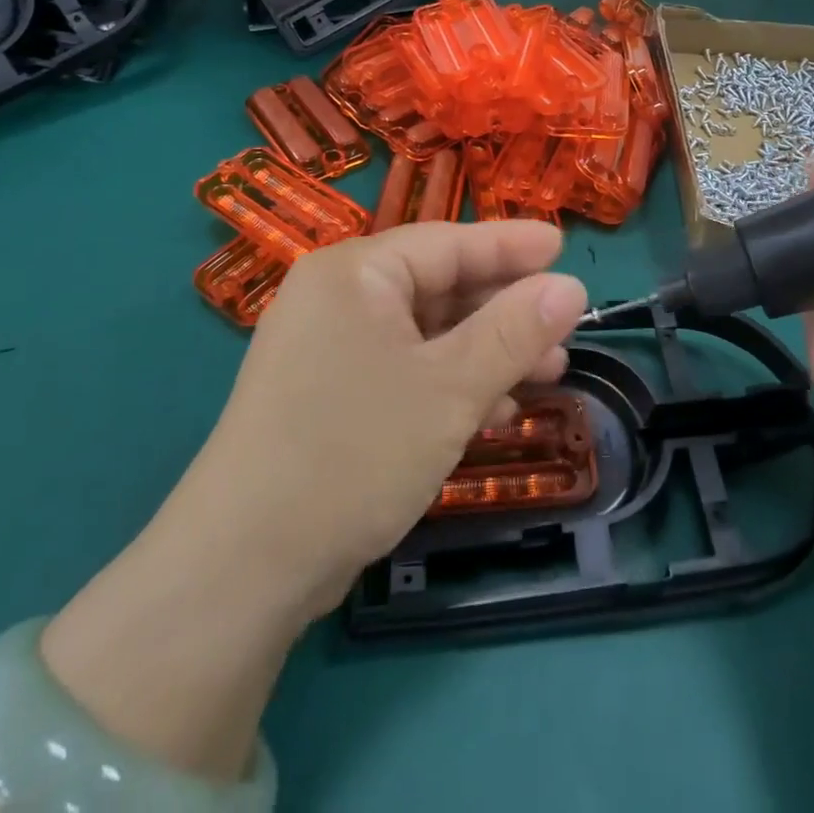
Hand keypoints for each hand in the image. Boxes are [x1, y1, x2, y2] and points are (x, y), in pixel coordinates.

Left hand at [193, 220, 587, 617]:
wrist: (241, 570)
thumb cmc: (353, 453)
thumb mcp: (450, 388)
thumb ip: (515, 331)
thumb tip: (572, 284)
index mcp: (355, 273)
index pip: (449, 243)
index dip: (512, 245)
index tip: (565, 246)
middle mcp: (337, 298)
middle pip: (439, 285)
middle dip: (505, 308)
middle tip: (565, 325)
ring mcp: (329, 348)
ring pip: (426, 333)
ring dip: (486, 350)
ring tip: (548, 371)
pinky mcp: (329, 395)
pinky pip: (405, 368)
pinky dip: (451, 382)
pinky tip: (496, 410)